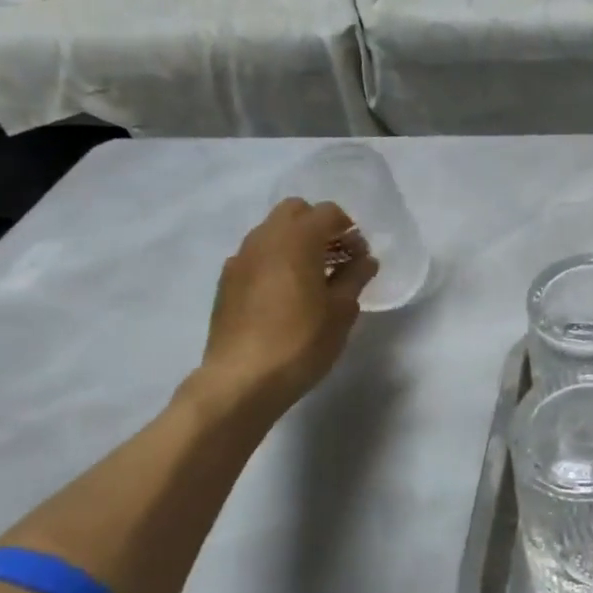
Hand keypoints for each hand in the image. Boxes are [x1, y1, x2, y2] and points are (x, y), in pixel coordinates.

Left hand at [188, 198, 378, 414]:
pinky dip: (275, 262)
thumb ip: (355, 277)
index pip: (328, 212)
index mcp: (296, 238)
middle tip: (336, 260)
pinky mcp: (226, 282)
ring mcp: (240, 259)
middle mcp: (264, 238)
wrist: (241, 380)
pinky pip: (256, 256)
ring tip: (313, 279)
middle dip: (318, 227)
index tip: (360, 258)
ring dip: (295, 244)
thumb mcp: (341, 311)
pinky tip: (285, 296)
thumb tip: (365, 260)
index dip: (349, 230)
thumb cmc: (301, 341)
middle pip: (295, 212)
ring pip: (272, 232)